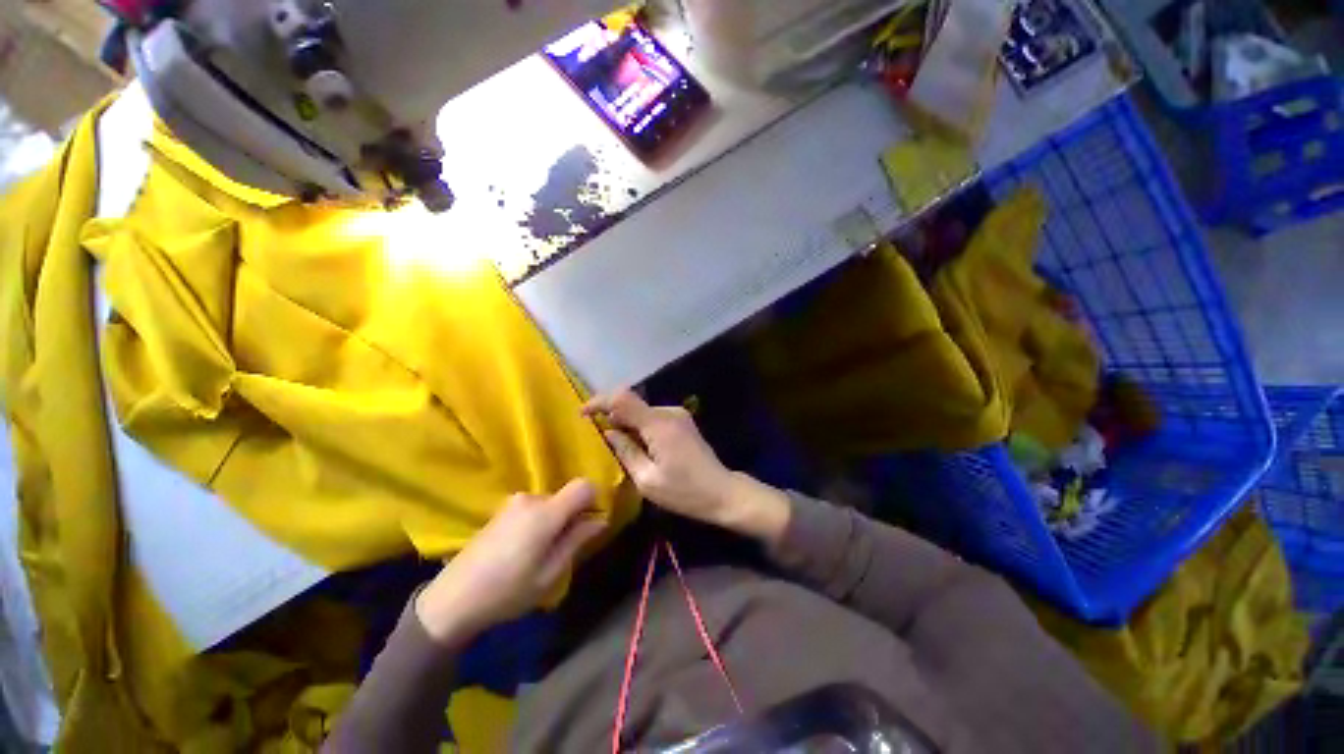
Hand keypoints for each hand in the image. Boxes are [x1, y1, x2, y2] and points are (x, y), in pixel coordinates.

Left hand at [415, 479, 605, 644]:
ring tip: (539, 553)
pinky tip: (522, 550)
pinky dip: (538, 522)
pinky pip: (533, 508)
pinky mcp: (501, 511)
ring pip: (550, 503)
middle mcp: (531, 499)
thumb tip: (599, 520)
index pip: (583, 486)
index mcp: (546, 513)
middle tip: (563, 549)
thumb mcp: (550, 573)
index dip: (594, 500)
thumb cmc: (507, 591)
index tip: (590, 524)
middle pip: (566, 496)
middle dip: (571, 516)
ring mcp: (513, 503)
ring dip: (553, 521)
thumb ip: (577, 541)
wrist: (452, 599)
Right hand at [584, 391, 789, 545]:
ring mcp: (678, 415)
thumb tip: (608, 432)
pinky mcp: (682, 421)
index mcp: (659, 424)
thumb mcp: (648, 479)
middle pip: (632, 403)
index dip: (600, 402)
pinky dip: (639, 426)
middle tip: (596, 435)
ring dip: (626, 422)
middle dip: (612, 415)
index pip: (623, 399)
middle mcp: (669, 412)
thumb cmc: (684, 492)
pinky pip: (653, 417)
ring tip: (616, 444)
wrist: (722, 492)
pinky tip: (637, 445)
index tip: (582, 414)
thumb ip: (625, 451)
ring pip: (642, 411)